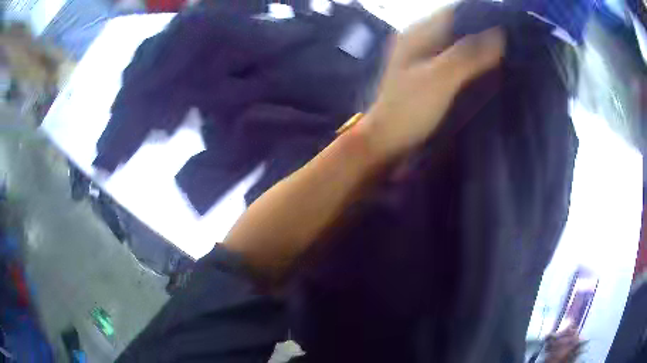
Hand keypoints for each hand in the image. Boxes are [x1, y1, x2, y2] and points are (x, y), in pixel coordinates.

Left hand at [358, 6, 504, 161]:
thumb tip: (499, 34)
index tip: (505, 24)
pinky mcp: (429, 76)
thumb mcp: (440, 78)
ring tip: (505, 54)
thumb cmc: (409, 109)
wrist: (387, 141)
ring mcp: (423, 58)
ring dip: (477, 49)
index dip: (478, 16)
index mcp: (416, 33)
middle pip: (456, 28)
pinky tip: (487, 70)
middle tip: (510, 43)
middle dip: (481, 33)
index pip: (452, 13)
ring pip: (456, 45)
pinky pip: (454, 62)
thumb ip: (468, 55)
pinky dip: (470, 63)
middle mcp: (419, 40)